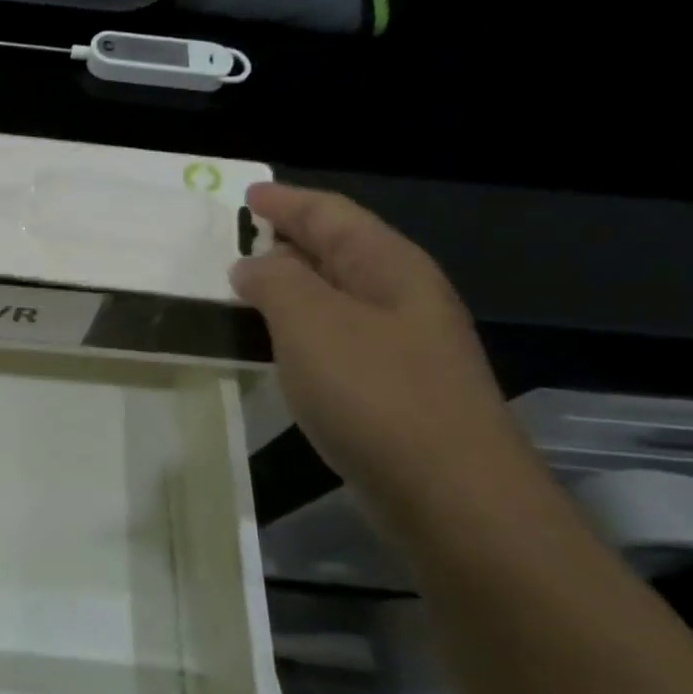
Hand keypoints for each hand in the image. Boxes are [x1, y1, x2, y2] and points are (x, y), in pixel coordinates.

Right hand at [233, 184, 528, 507]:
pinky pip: (337, 337)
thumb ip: (273, 281)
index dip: (287, 200)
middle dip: (290, 237)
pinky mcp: (393, 389)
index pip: (331, 213)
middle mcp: (401, 297)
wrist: (452, 497)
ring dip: (292, 285)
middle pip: (338, 249)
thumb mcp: (310, 321)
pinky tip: (279, 342)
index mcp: (388, 266)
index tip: (247, 195)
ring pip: (336, 295)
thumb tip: (252, 266)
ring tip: (247, 284)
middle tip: (240, 236)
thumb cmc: (375, 393)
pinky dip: (302, 327)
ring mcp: (402, 345)